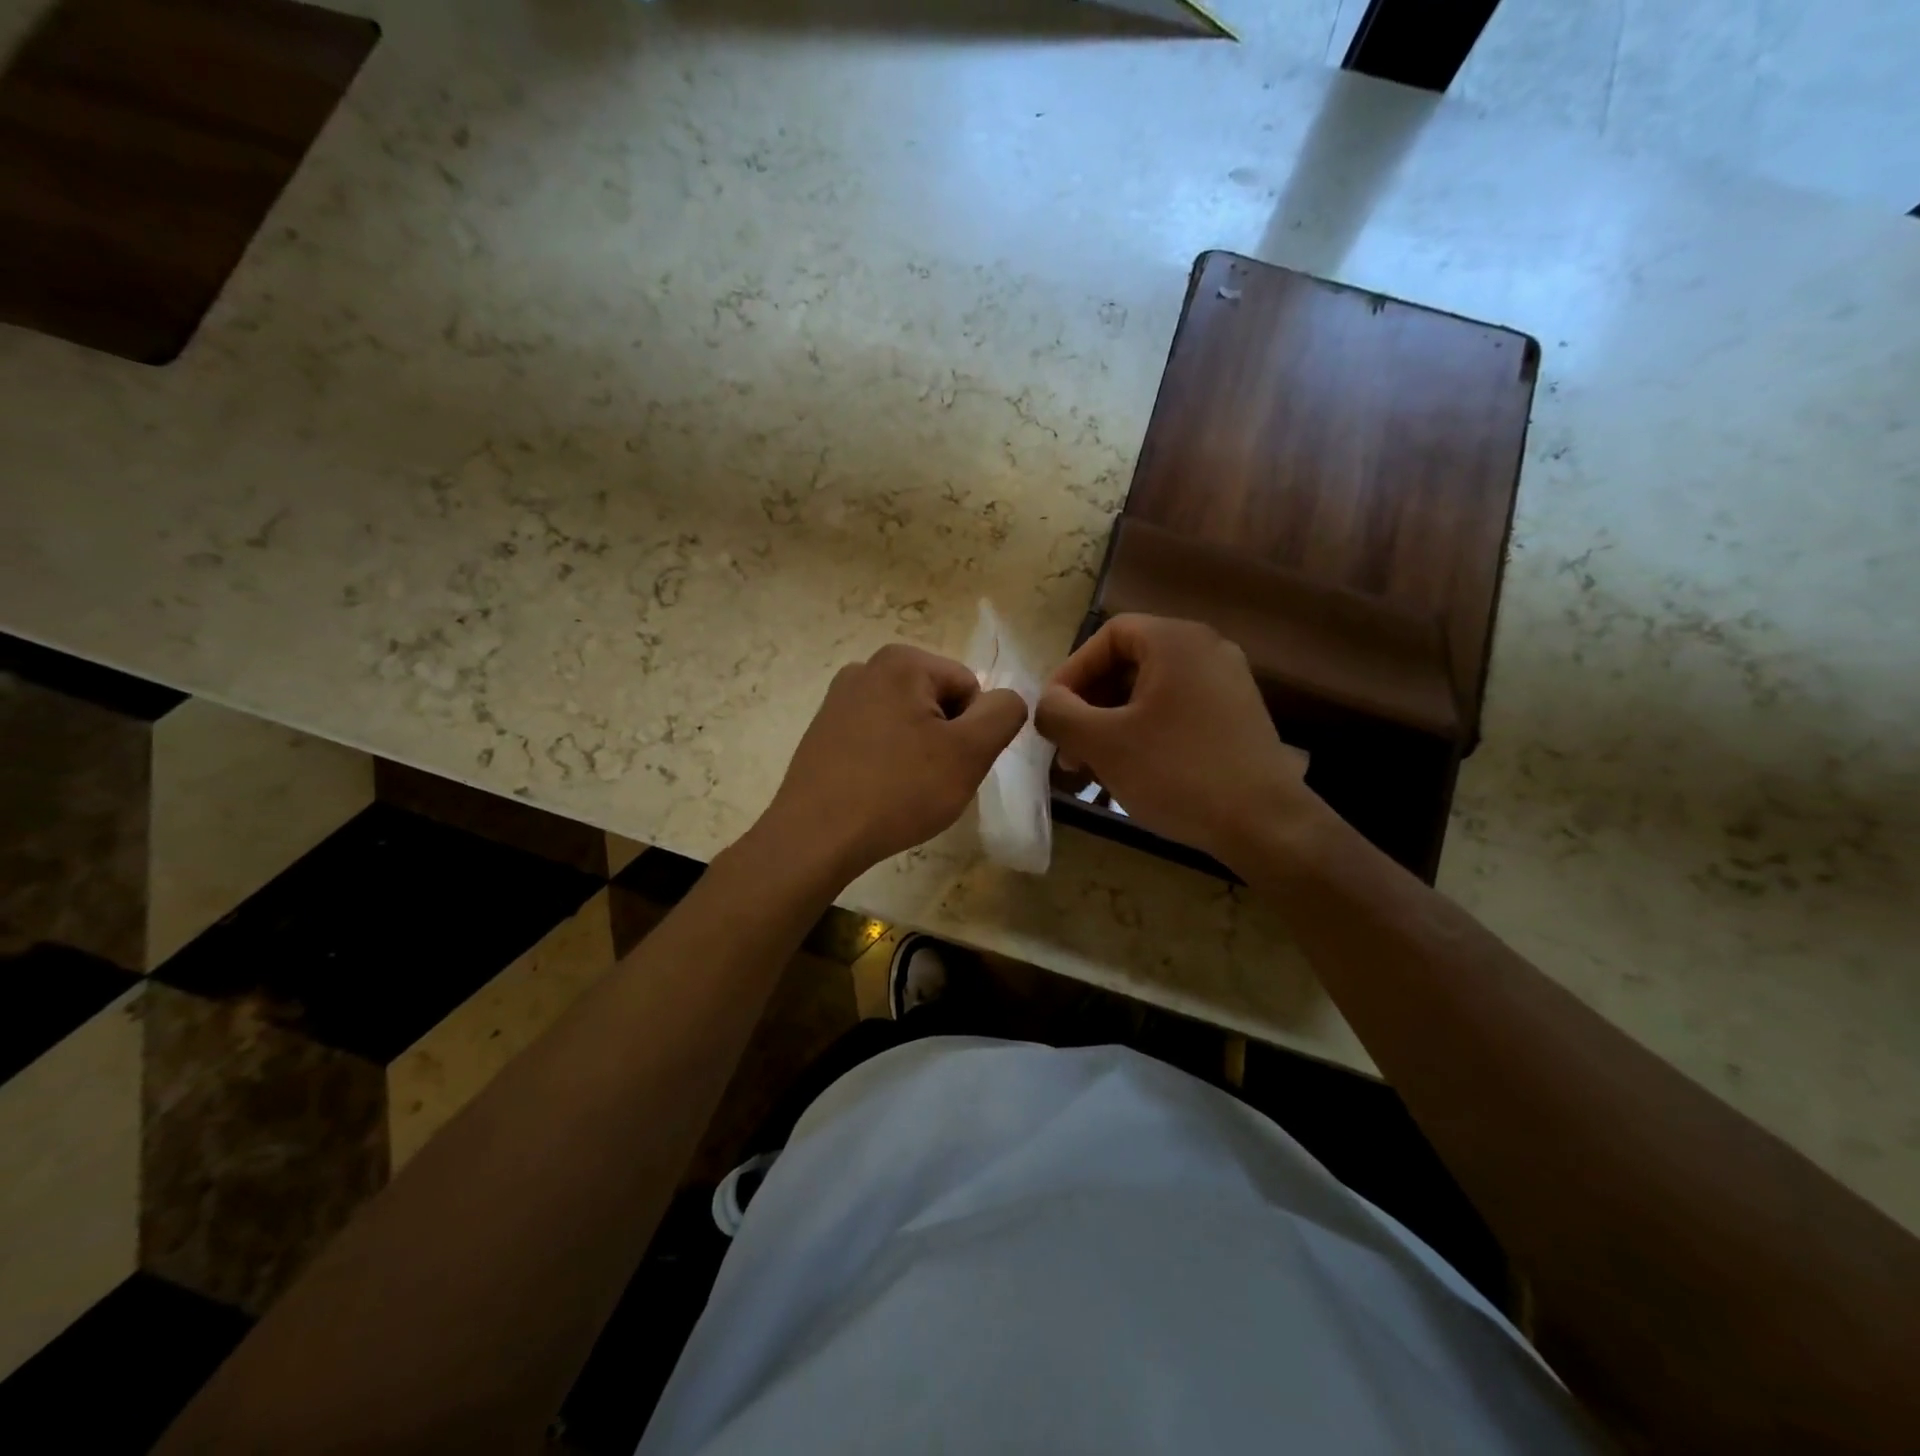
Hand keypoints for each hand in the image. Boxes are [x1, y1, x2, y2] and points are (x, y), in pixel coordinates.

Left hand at [759, 644, 1028, 882]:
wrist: (815, 837)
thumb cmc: (899, 790)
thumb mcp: (970, 752)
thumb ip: (1004, 714)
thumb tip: (1007, 699)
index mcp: (902, 661)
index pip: (970, 688)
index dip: (973, 732)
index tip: (954, 766)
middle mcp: (867, 667)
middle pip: (938, 702)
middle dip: (945, 740)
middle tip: (932, 781)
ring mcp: (839, 699)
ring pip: (908, 723)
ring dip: (919, 753)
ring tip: (904, 790)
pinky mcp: (824, 730)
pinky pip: (877, 739)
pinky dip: (888, 761)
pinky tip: (878, 791)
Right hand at [1034, 614, 1313, 867]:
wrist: (1265, 824)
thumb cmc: (1177, 773)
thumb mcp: (1103, 743)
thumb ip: (1060, 713)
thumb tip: (1047, 703)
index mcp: (1176, 641)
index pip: (1107, 637)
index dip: (1070, 673)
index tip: (1051, 714)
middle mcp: (1206, 650)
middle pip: (1128, 664)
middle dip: (1088, 706)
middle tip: (1067, 749)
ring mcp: (1227, 683)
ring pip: (1149, 693)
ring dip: (1111, 724)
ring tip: (1090, 768)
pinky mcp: (1237, 716)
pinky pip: (1175, 711)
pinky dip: (1144, 733)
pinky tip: (1127, 773)